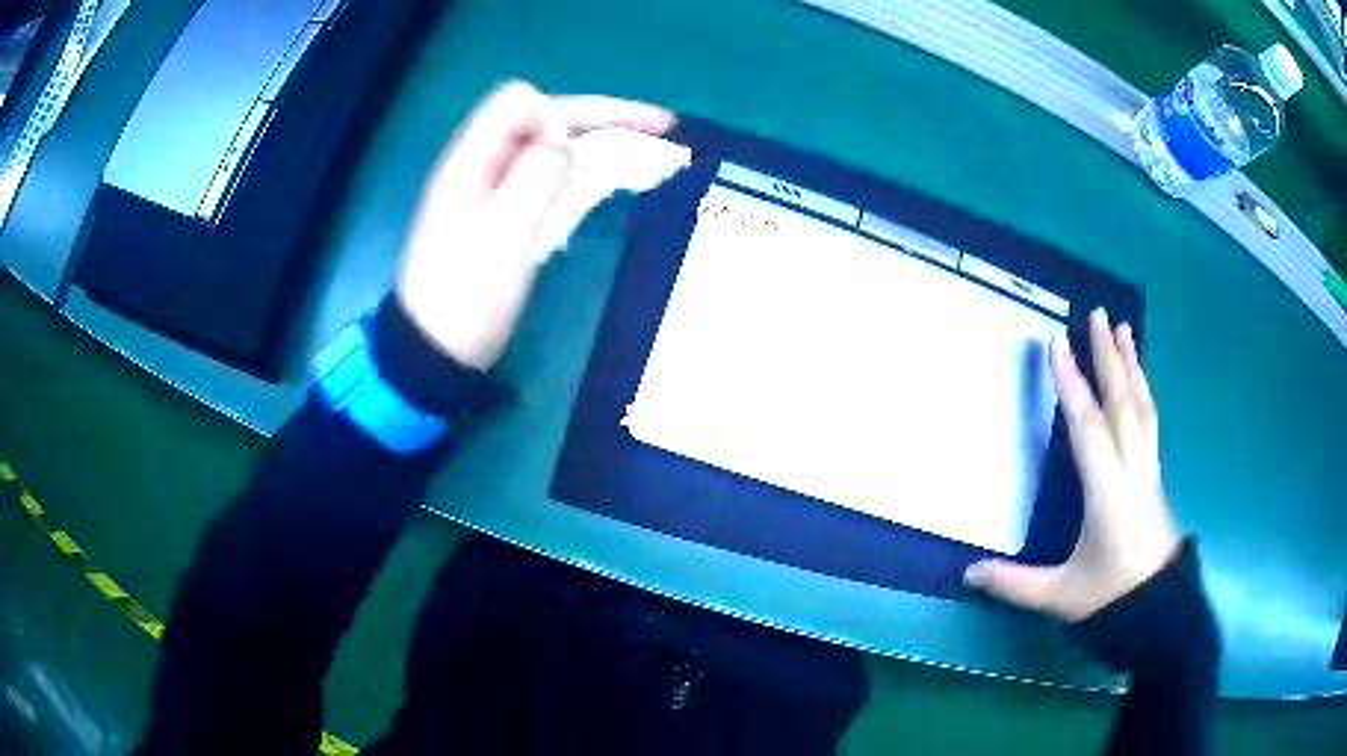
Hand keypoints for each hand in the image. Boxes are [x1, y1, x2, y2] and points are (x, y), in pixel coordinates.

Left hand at [395, 81, 674, 369]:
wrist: (435, 355)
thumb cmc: (464, 300)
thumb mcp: (501, 236)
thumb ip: (534, 174)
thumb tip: (561, 129)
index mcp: (470, 161)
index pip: (520, 102)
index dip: (559, 115)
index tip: (579, 154)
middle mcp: (482, 165)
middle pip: (543, 118)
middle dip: (600, 117)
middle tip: (661, 128)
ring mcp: (492, 190)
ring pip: (550, 146)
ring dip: (597, 140)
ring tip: (650, 148)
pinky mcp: (503, 214)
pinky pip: (547, 175)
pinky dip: (582, 169)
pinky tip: (610, 176)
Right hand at [964, 308, 1180, 621]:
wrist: (1158, 609)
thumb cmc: (1110, 597)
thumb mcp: (1058, 596)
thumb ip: (1013, 583)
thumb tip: (967, 573)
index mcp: (1108, 494)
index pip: (1089, 429)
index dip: (1072, 386)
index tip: (1058, 344)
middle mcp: (1132, 470)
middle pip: (1122, 404)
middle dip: (1109, 356)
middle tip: (1098, 314)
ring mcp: (1148, 469)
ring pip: (1142, 407)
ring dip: (1132, 365)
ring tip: (1123, 328)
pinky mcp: (1155, 473)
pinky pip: (1150, 420)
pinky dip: (1144, 390)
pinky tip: (1139, 378)